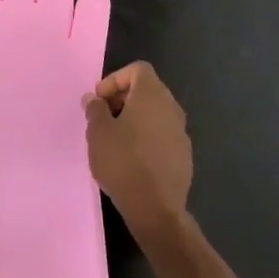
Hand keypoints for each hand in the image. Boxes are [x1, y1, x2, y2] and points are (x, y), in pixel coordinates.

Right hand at [84, 61, 191, 236]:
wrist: (155, 208)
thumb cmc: (123, 162)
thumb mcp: (98, 132)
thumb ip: (95, 109)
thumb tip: (94, 98)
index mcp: (152, 95)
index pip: (138, 69)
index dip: (115, 79)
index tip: (99, 100)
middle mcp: (171, 108)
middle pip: (147, 89)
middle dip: (122, 98)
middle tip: (102, 118)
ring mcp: (181, 132)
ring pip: (155, 113)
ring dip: (134, 118)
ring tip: (114, 139)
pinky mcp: (184, 154)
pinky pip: (162, 134)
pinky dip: (146, 136)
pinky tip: (131, 158)